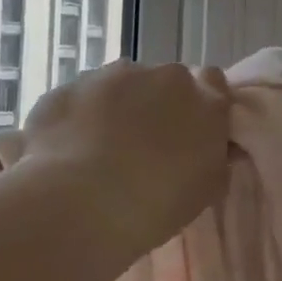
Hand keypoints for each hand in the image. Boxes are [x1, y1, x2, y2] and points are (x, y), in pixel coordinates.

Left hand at [18, 60, 232, 260]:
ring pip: (118, 85)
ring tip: (99, 152)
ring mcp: (110, 76)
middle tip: (143, 147)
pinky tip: (67, 152)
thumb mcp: (204, 190)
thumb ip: (214, 157)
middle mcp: (161, 76)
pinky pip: (79, 99)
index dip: (199, 104)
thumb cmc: (155, 205)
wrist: (80, 203)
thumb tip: (212, 147)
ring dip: (114, 108)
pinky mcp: (69, 87)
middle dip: (154, 105)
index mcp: (204, 101)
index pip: (213, 83)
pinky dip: (77, 118)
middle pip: (162, 82)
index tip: (189, 129)